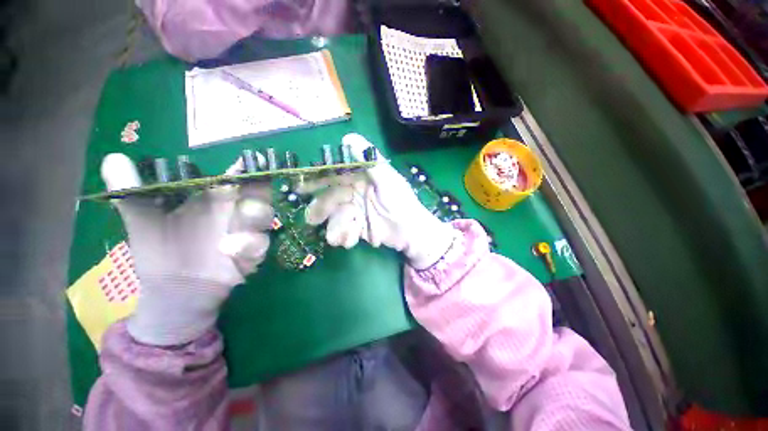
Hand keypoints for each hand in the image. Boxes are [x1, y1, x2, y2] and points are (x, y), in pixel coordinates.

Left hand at [101, 154, 273, 345]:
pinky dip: (249, 245)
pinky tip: (230, 250)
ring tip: (233, 229)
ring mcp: (247, 231)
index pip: (239, 176)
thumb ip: (132, 190)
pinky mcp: (252, 252)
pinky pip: (259, 243)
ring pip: (264, 216)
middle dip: (258, 192)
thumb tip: (113, 157)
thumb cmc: (159, 249)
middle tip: (245, 195)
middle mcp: (236, 210)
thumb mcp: (142, 219)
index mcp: (215, 196)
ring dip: (255, 217)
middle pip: (260, 193)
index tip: (251, 158)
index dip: (248, 166)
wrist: (174, 288)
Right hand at [300, 134, 456, 268]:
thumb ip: (370, 161)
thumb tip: (348, 137)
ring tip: (347, 236)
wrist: (411, 233)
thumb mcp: (388, 181)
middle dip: (321, 209)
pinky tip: (352, 240)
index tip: (301, 187)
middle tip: (313, 219)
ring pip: (334, 217)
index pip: (335, 175)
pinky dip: (345, 236)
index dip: (317, 179)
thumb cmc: (402, 203)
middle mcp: (354, 193)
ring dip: (337, 227)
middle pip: (329, 198)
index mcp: (361, 179)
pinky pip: (342, 231)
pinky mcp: (356, 227)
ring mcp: (354, 211)